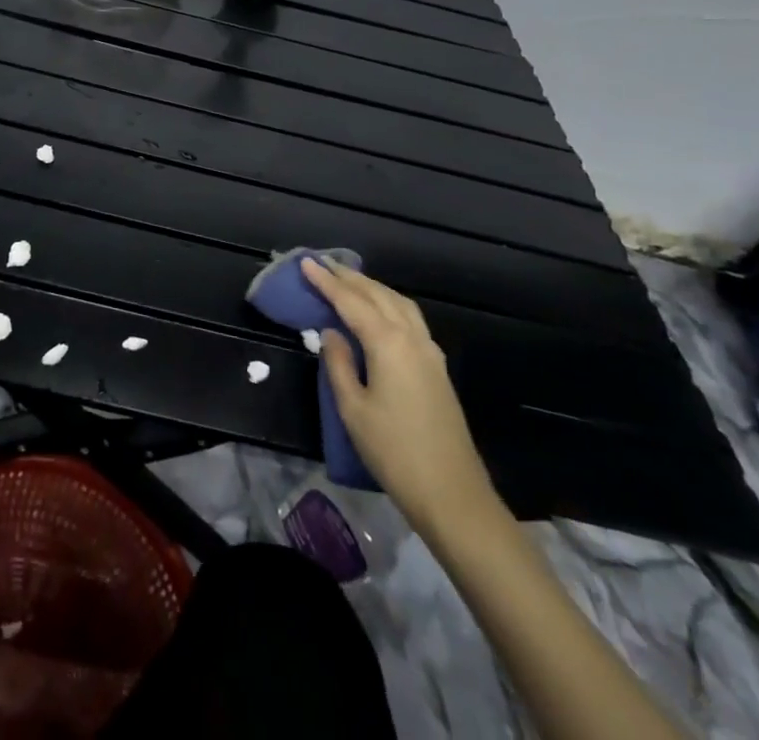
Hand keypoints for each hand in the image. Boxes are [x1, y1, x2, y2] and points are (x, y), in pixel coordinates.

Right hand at [303, 256, 501, 540]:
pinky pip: (410, 318)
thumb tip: (330, 333)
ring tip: (347, 279)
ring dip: (371, 287)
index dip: (326, 281)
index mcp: (388, 343)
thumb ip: (339, 364)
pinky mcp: (437, 367)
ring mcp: (430, 352)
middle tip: (322, 263)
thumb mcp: (353, 409)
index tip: (306, 262)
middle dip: (349, 277)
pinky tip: (379, 310)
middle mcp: (412, 338)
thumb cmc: (394, 452)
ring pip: (398, 303)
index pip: (350, 301)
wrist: (453, 495)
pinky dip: (389, 303)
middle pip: (377, 295)